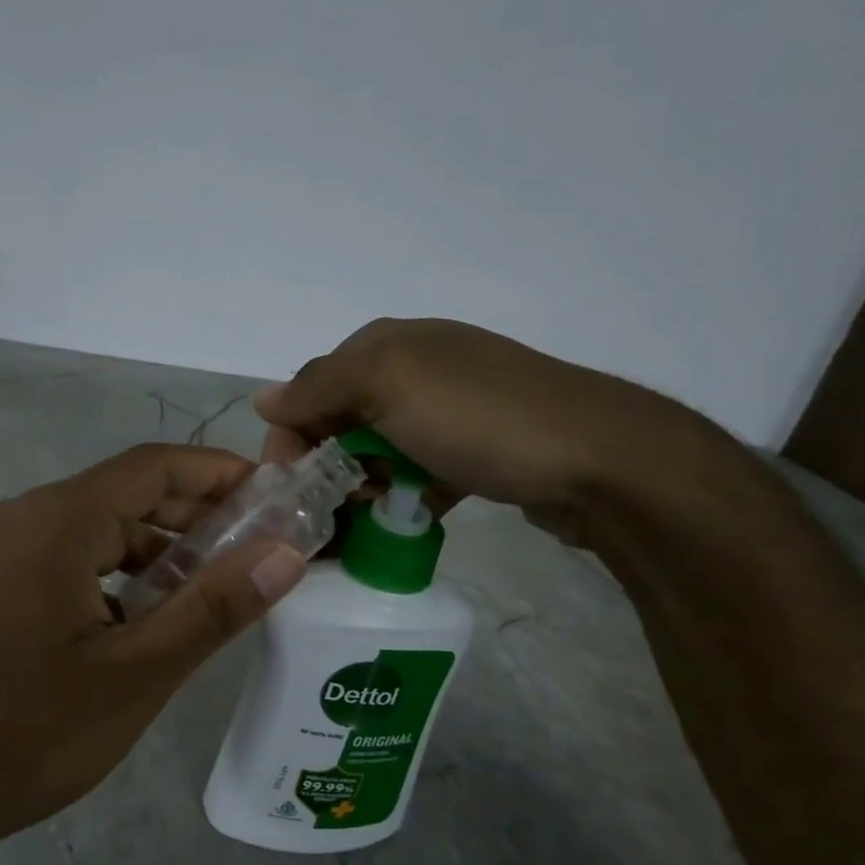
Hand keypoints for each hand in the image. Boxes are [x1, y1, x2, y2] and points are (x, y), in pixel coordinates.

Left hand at [0, 444, 308, 861]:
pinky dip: (116, 572)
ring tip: (216, 585)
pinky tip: (149, 614)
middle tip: (260, 546)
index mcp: (54, 521)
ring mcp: (0, 545)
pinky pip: (68, 554)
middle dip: (194, 514)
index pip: (152, 466)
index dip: (219, 472)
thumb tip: (285, 553)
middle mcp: (22, 515)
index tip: (276, 495)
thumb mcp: (137, 674)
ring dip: (156, 548)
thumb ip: (213, 607)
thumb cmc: (29, 734)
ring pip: (96, 526)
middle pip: (124, 493)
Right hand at [255, 319, 708, 544]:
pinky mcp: (476, 449)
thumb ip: (316, 388)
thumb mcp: (386, 384)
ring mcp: (450, 409)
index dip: (295, 436)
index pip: (311, 388)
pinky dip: (405, 495)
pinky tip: (409, 517)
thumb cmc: (478, 417)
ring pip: (378, 451)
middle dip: (330, 466)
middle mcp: (415, 367)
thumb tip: (263, 398)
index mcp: (387, 344)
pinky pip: (418, 472)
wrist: (601, 459)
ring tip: (372, 520)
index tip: (296, 488)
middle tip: (335, 510)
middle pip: (342, 421)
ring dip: (366, 486)